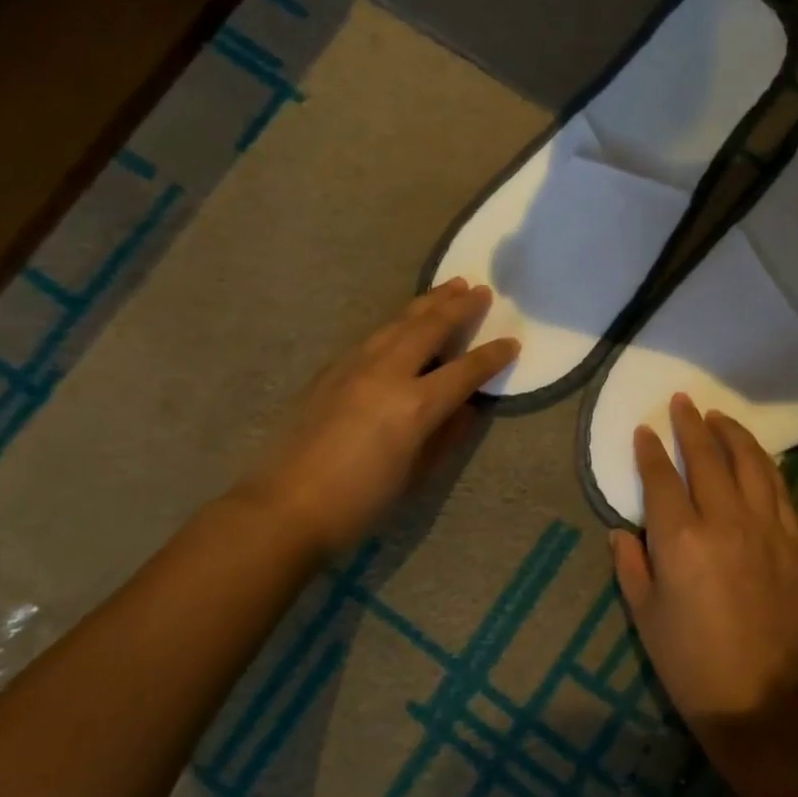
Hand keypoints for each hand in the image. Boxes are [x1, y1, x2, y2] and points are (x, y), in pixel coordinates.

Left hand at [237, 279, 517, 557]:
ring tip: (447, 287)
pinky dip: (396, 323)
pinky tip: (402, 323)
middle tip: (480, 289)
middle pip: (429, 328)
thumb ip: (445, 436)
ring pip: (396, 323)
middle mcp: (386, 374)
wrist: (285, 509)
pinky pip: (372, 337)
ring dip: (426, 304)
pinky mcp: (329, 372)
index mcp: (415, 405)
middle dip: (458, 307)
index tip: (512, 342)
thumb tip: (465, 408)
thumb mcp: (416, 475)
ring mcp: (353, 367)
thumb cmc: (360, 503)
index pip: (464, 371)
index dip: (492, 356)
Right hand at [609, 394, 797, 725]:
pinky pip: (779, 490)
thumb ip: (630, 564)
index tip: (644, 430)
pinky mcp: (794, 542)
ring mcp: (765, 528)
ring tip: (718, 417)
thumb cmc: (689, 662)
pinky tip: (757, 456)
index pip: (662, 478)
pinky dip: (765, 465)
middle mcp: (724, 521)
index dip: (650, 450)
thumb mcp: (645, 615)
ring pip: (750, 463)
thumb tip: (621, 530)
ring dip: (732, 434)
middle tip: (682, 401)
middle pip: (707, 458)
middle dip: (691, 425)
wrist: (759, 700)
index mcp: (680, 539)